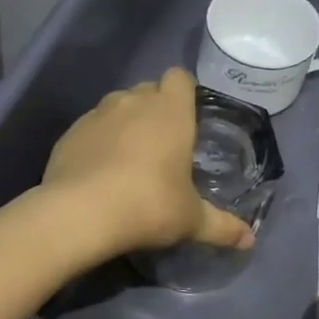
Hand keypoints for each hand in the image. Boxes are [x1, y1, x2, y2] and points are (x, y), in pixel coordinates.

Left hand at [42, 68, 256, 257]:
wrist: (80, 213)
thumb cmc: (148, 205)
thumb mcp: (191, 220)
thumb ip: (221, 226)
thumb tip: (250, 241)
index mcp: (170, 111)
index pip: (179, 77)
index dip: (184, 92)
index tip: (188, 116)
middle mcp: (132, 102)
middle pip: (147, 89)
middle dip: (155, 108)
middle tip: (163, 144)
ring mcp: (96, 114)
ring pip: (116, 106)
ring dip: (125, 123)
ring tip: (129, 159)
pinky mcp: (69, 133)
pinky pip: (90, 128)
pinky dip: (96, 141)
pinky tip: (98, 172)